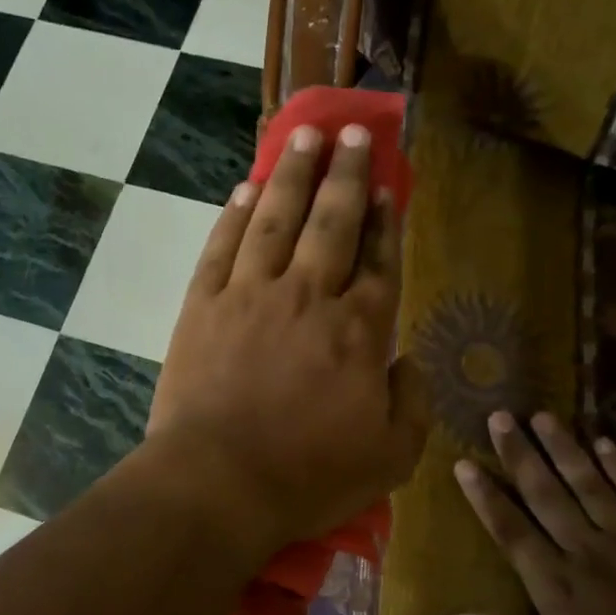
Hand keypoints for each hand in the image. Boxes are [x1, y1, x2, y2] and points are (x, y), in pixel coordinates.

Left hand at [147, 124, 428, 559]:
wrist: (219, 483)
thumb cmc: (309, 477)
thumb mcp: (392, 457)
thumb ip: (413, 403)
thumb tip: (409, 360)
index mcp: (358, 330)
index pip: (378, 261)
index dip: (385, 221)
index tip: (388, 185)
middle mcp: (307, 297)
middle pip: (331, 222)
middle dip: (346, 173)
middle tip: (354, 131)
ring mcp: (249, 296)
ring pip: (275, 220)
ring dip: (292, 175)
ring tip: (304, 137)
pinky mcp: (202, 307)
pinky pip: (221, 247)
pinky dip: (234, 215)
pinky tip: (245, 190)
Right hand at [446, 411, 615, 614]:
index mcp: (554, 582)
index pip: (510, 528)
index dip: (485, 495)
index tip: (464, 464)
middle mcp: (583, 550)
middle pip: (545, 493)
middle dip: (519, 454)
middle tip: (499, 418)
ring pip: (587, 483)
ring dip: (563, 448)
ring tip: (541, 416)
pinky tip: (605, 441)